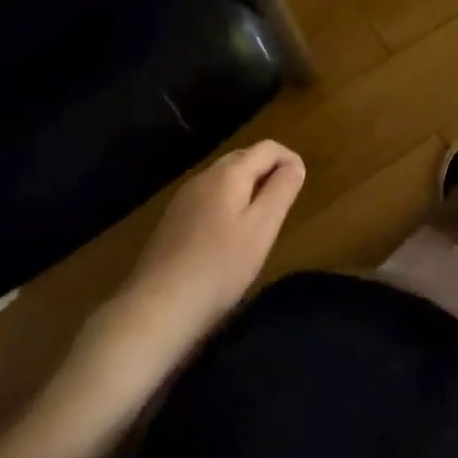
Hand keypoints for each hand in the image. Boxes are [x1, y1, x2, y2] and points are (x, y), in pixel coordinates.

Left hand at [74, 141, 305, 376]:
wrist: (156, 309)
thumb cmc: (219, 266)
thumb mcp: (262, 228)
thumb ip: (282, 190)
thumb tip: (294, 165)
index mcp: (229, 172)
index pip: (268, 148)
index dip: (290, 159)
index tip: (300, 186)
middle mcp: (204, 176)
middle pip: (244, 159)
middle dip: (268, 172)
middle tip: (283, 204)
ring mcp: (183, 198)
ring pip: (224, 179)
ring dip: (248, 189)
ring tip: (259, 222)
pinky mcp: (172, 221)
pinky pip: (209, 199)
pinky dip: (227, 205)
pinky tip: (227, 238)